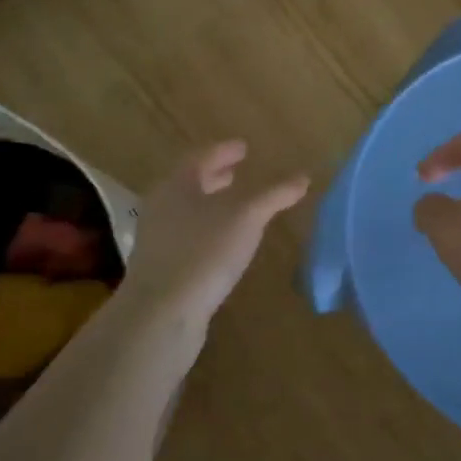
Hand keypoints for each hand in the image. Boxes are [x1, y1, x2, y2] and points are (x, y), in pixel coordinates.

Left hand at [121, 140, 309, 328]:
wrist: (162, 312)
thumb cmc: (205, 252)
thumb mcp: (247, 218)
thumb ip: (274, 195)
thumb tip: (304, 176)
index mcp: (177, 184)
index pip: (201, 157)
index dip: (224, 150)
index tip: (243, 147)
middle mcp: (162, 205)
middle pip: (190, 182)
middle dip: (215, 176)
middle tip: (237, 171)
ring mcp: (157, 237)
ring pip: (187, 210)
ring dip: (210, 203)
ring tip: (234, 206)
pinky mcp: (160, 266)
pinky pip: (186, 235)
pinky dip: (206, 228)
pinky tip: (222, 243)